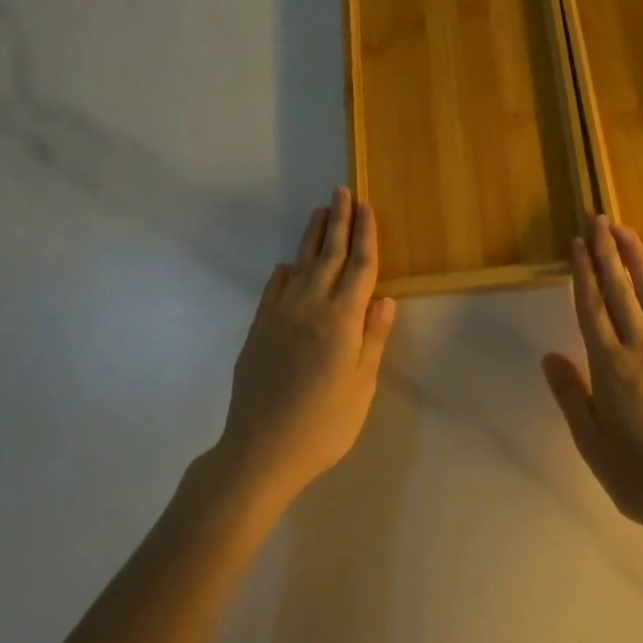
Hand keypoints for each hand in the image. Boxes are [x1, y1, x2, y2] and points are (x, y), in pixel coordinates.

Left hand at [217, 187, 396, 506]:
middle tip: (342, 191)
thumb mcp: (361, 386)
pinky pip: (274, 289)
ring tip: (320, 212)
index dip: (365, 235)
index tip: (367, 208)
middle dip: (339, 221)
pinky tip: (288, 264)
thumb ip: (372, 339)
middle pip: (329, 255)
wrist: (259, 451)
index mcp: (342, 320)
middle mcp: (311, 307)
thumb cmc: (323, 424)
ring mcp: (280, 316)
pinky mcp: (258, 330)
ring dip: (312, 236)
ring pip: (301, 265)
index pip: (359, 267)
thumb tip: (384, 300)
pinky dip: (284, 272)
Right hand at [543, 218, 642, 543]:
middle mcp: (641, 348)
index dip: (583, 274)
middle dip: (607, 253)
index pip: (591, 309)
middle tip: (599, 221)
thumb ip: (571, 396)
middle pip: (619, 292)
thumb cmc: (641, 478)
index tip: (577, 244)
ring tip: (627, 231)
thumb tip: (550, 356)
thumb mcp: (592, 445)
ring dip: (639, 260)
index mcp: (609, 367)